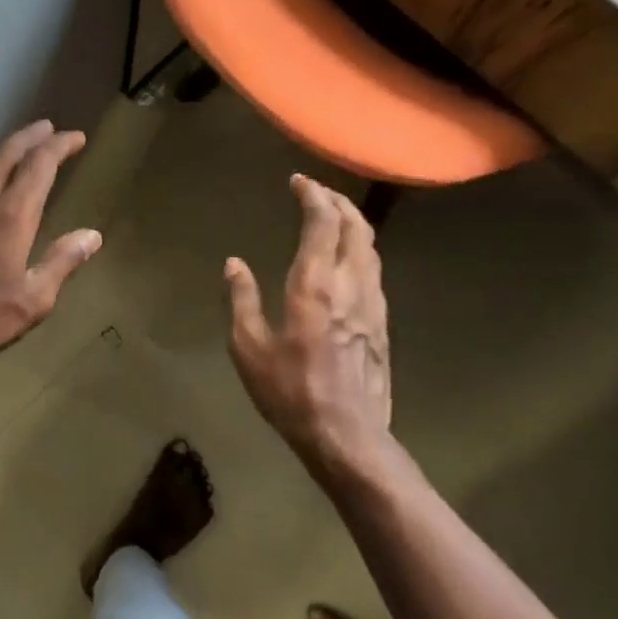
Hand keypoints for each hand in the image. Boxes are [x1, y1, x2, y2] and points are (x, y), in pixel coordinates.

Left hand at [0, 119, 100, 377]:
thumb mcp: (32, 301)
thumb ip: (62, 262)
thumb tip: (92, 235)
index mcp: (10, 217)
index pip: (39, 165)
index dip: (59, 146)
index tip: (76, 137)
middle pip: (7, 154)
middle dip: (31, 137)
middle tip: (48, 127)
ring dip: (7, 155)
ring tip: (23, 153)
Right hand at [224, 174, 392, 471]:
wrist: (347, 437)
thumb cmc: (291, 392)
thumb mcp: (249, 348)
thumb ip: (242, 300)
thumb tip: (235, 264)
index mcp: (314, 284)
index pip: (324, 222)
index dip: (313, 194)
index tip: (298, 181)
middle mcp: (350, 284)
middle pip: (356, 225)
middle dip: (338, 201)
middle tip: (317, 192)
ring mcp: (372, 303)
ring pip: (370, 247)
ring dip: (353, 223)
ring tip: (333, 216)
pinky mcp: (383, 324)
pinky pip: (373, 271)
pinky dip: (360, 249)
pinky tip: (346, 260)